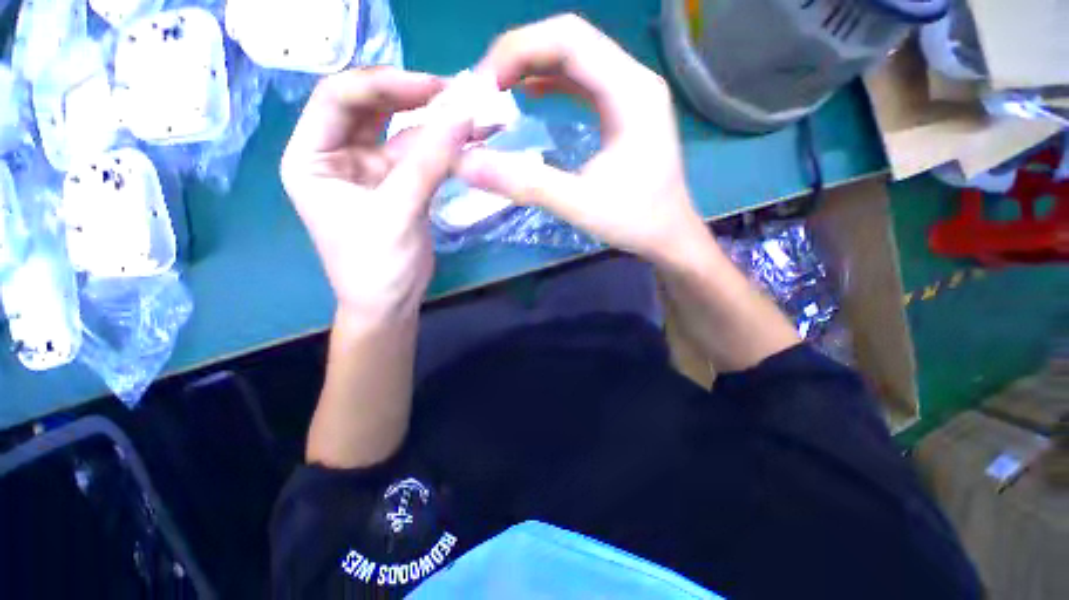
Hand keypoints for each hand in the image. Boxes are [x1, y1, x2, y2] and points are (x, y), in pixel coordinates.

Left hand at [281, 68, 472, 325]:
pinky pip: (421, 157)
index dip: (385, 84)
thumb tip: (463, 116)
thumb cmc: (378, 266)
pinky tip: (469, 140)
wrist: (390, 304)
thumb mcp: (398, 213)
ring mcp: (370, 169)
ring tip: (472, 112)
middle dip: (414, 97)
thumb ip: (429, 163)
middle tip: (459, 93)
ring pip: (401, 130)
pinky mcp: (398, 185)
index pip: (339, 98)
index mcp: (312, 157)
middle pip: (372, 108)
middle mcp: (337, 154)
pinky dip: (444, 149)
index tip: (434, 87)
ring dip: (436, 122)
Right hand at [455, 14, 707, 266]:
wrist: (669, 235)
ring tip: (497, 91)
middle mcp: (634, 80)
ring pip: (574, 59)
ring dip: (532, 67)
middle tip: (484, 90)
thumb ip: (525, 184)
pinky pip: (582, 81)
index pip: (568, 39)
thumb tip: (467, 165)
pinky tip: (528, 95)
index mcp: (631, 93)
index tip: (483, 87)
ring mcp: (631, 94)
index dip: (517, 51)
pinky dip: (550, 83)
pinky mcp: (624, 110)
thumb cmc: (635, 221)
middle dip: (519, 57)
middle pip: (569, 41)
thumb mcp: (579, 205)